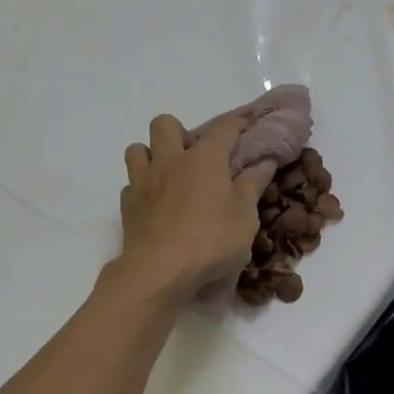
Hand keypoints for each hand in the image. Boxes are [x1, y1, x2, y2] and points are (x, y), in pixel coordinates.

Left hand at [117, 113, 275, 299]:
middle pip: (165, 124)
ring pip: (138, 149)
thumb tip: (265, 160)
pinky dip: (143, 188)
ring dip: (153, 155)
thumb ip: (253, 184)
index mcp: (204, 158)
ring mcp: (144, 181)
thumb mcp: (245, 215)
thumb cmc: (212, 240)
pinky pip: (131, 184)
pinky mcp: (128, 205)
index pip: (224, 128)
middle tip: (196, 156)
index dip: (238, 123)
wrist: (160, 270)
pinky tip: (157, 204)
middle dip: (180, 132)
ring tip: (170, 176)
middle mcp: (170, 160)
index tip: (248, 126)